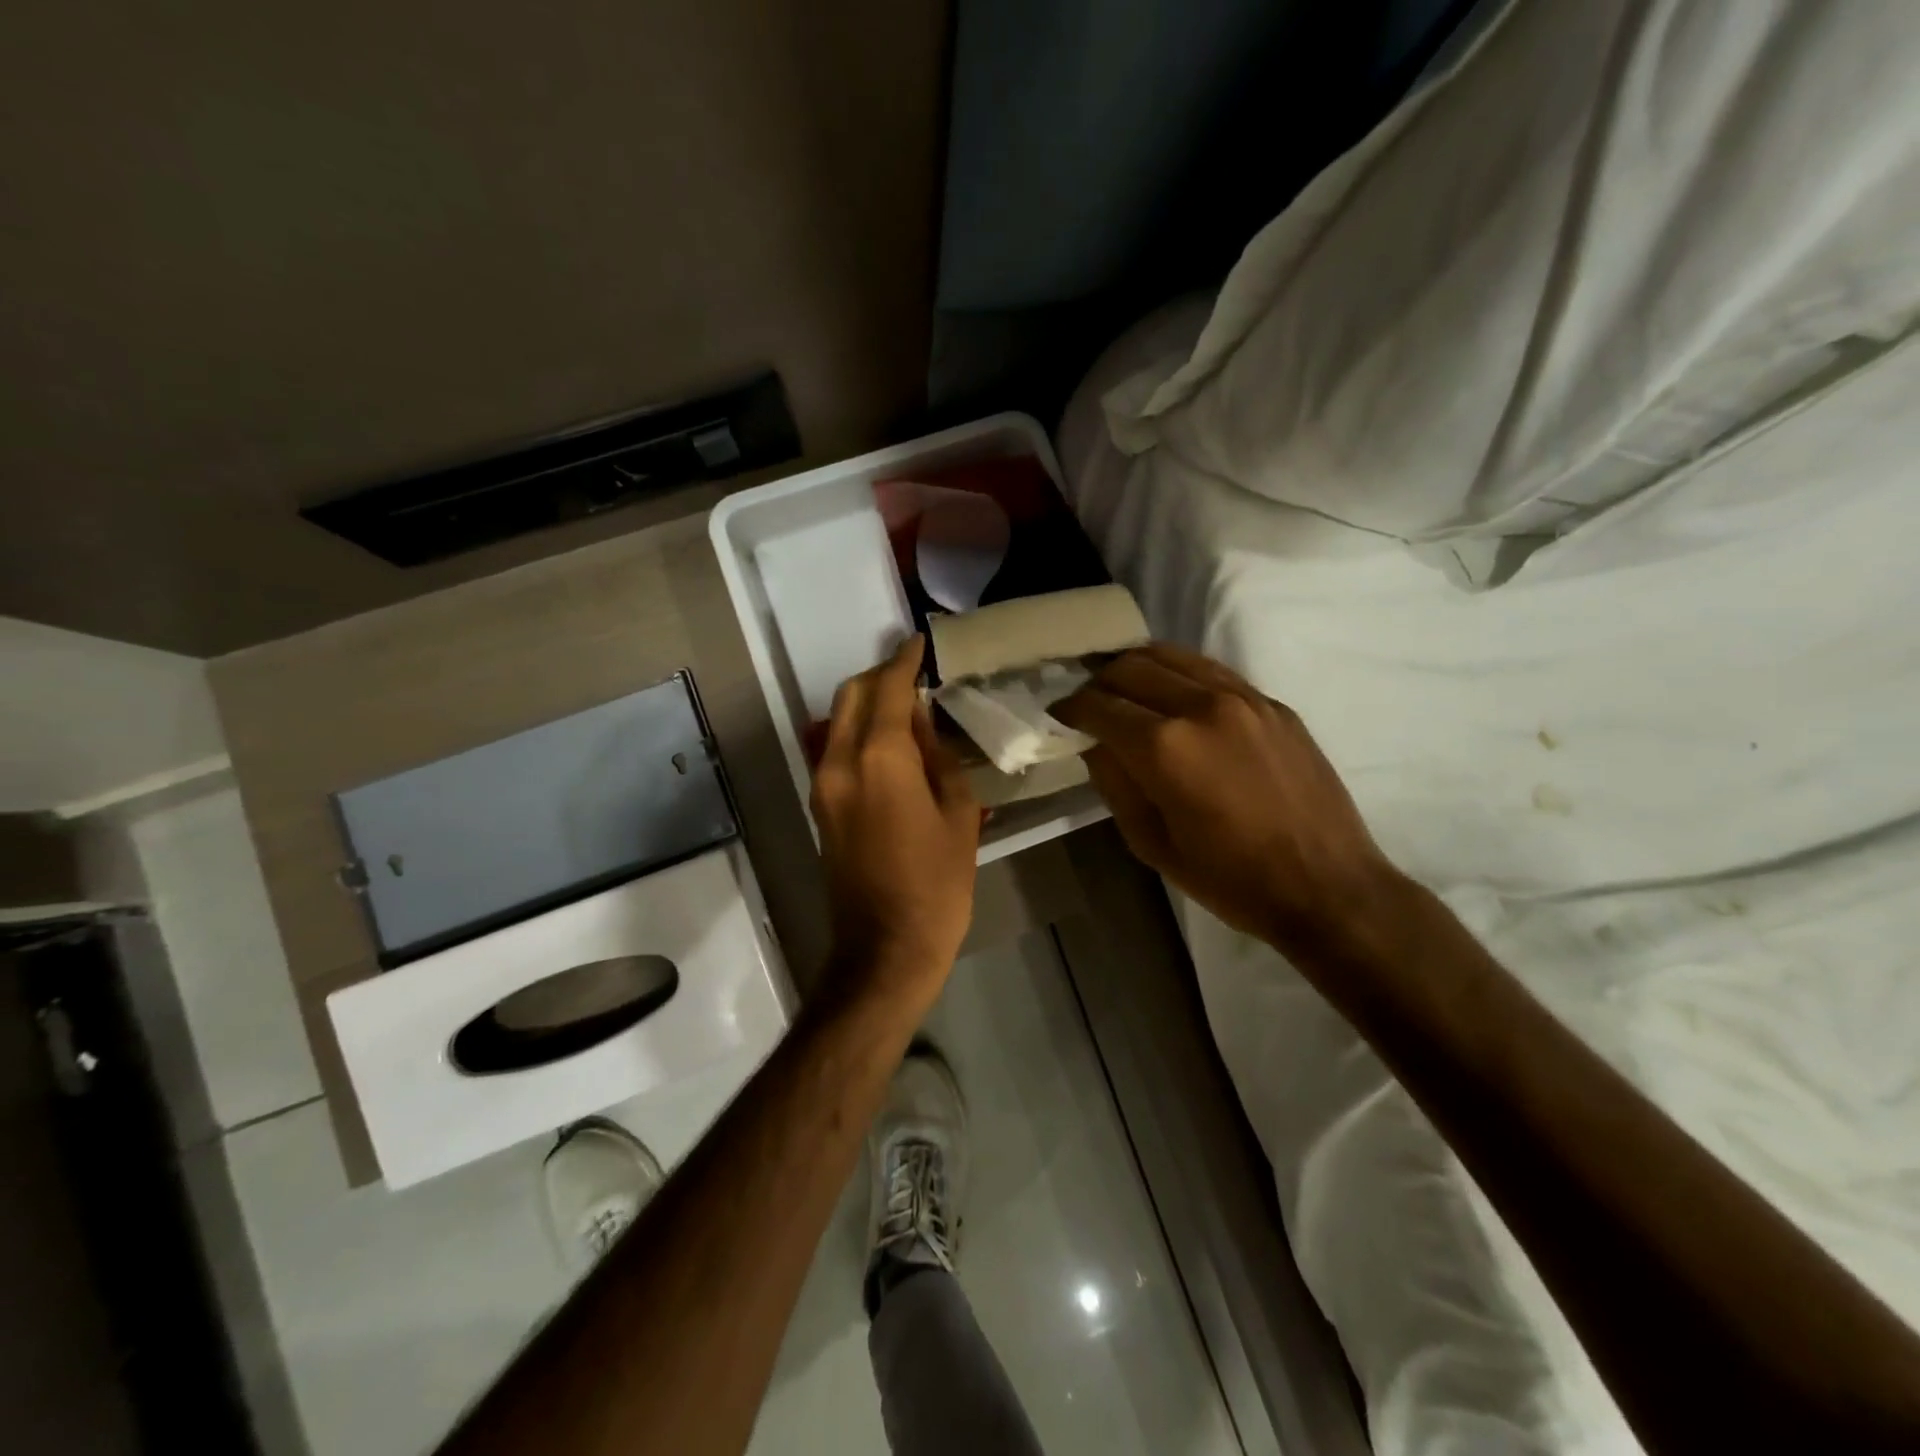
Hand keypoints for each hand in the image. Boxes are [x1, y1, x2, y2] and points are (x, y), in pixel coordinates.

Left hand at [811, 636, 979, 1006]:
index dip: (904, 661)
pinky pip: (835, 749)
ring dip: (866, 703)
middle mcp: (840, 762)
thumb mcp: (958, 815)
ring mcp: (822, 785)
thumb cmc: (936, 885)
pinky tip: (889, 742)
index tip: (919, 642)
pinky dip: (857, 731)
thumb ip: (938, 758)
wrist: (884, 948)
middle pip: (850, 696)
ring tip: (905, 706)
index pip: (888, 689)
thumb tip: (922, 723)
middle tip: (914, 674)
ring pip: (837, 721)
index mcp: (879, 760)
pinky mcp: (820, 806)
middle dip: (880, 676)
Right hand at [1054, 643, 1401, 951]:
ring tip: (1126, 689)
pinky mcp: (1272, 703)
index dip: (1070, 708)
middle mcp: (1200, 706)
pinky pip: (1212, 671)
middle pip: (1131, 667)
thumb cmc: (1230, 878)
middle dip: (1099, 681)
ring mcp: (1243, 698)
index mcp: (1164, 747)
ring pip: (1173, 655)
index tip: (1059, 716)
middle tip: (1090, 703)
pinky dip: (1180, 674)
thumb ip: (1115, 783)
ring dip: (1138, 667)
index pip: (1099, 705)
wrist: (1327, 885)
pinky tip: (1176, 697)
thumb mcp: (1151, 843)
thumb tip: (1096, 744)